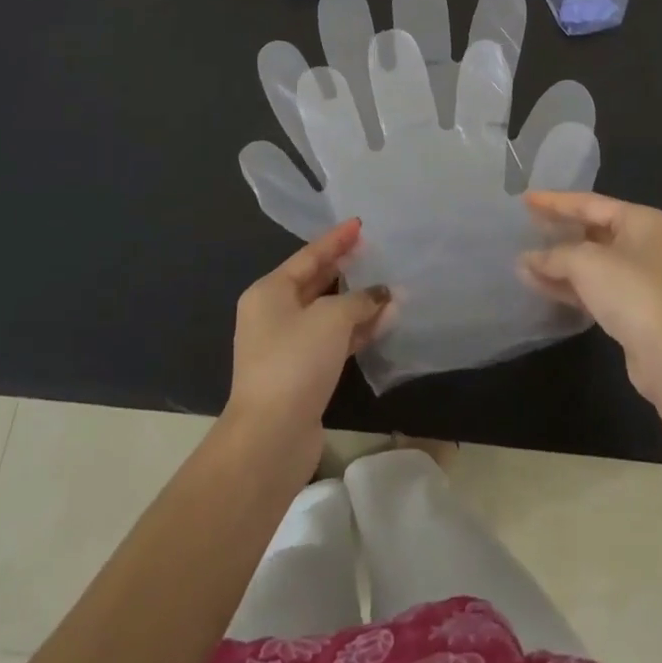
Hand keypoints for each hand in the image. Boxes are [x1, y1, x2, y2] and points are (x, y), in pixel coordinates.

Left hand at [226, 219, 393, 458]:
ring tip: (391, 288)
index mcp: (270, 291)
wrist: (270, 437)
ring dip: (358, 303)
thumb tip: (384, 293)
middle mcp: (274, 314)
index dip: (336, 239)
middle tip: (376, 252)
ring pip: (328, 314)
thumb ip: (360, 299)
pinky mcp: (302, 374)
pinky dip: (357, 330)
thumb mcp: (331, 318)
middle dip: (348, 269)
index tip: (360, 224)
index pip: (309, 255)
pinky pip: (333, 340)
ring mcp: (287, 346)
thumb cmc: (295, 361)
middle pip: (316, 282)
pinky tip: (385, 321)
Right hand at [519, 191, 661, 412]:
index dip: (555, 201)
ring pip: (590, 262)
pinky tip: (538, 285)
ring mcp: (639, 278)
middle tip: (525, 225)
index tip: (525, 199)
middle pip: (591, 230)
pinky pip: (593, 287)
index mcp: (640, 220)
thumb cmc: (633, 293)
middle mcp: (643, 243)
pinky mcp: (632, 309)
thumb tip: (527, 259)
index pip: (589, 202)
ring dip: (557, 263)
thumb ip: (554, 255)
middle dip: (557, 230)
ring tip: (522, 261)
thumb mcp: (587, 263)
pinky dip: (567, 285)